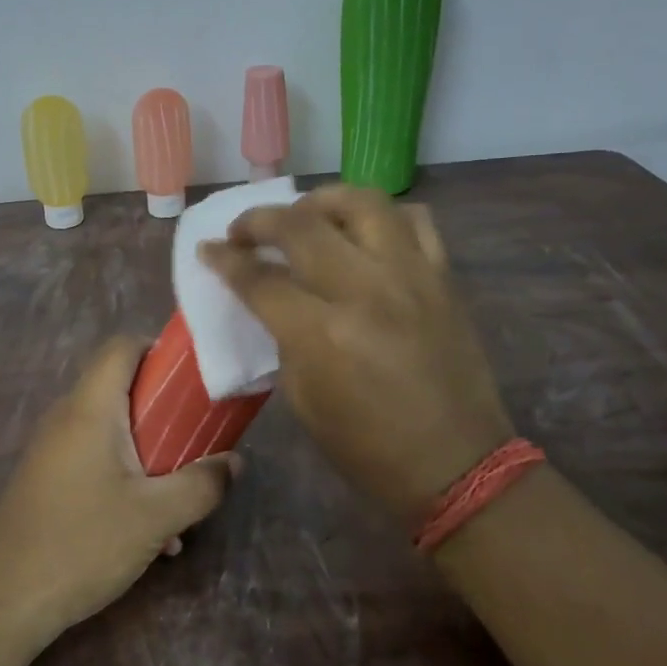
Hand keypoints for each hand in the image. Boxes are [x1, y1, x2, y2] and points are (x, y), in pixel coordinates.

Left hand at [0, 336, 235, 641]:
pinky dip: (126, 478)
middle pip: (121, 388)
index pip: (122, 347)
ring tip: (181, 497)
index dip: (160, 351)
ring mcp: (52, 450)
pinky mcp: (47, 480)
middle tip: (199, 440)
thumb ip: (202, 484)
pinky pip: (95, 460)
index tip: (195, 381)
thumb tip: (233, 462)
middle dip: (166, 413)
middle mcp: (67, 418)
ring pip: (112, 431)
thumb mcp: (156, 517)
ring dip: (150, 455)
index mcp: (90, 408)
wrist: (3, 601)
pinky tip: (150, 532)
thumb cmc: (82, 544)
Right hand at [197, 186, 512, 520]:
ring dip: (322, 200)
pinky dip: (381, 216)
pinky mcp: (443, 277)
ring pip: (362, 202)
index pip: (260, 279)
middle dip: (260, 219)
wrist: (458, 465)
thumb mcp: (304, 400)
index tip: (208, 250)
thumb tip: (272, 299)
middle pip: (301, 225)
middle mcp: (366, 290)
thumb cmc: (368, 448)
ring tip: (304, 215)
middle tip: (244, 230)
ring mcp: (411, 276)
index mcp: (322, 334)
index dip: (225, 260)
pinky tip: (364, 232)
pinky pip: (414, 220)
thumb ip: (284, 338)